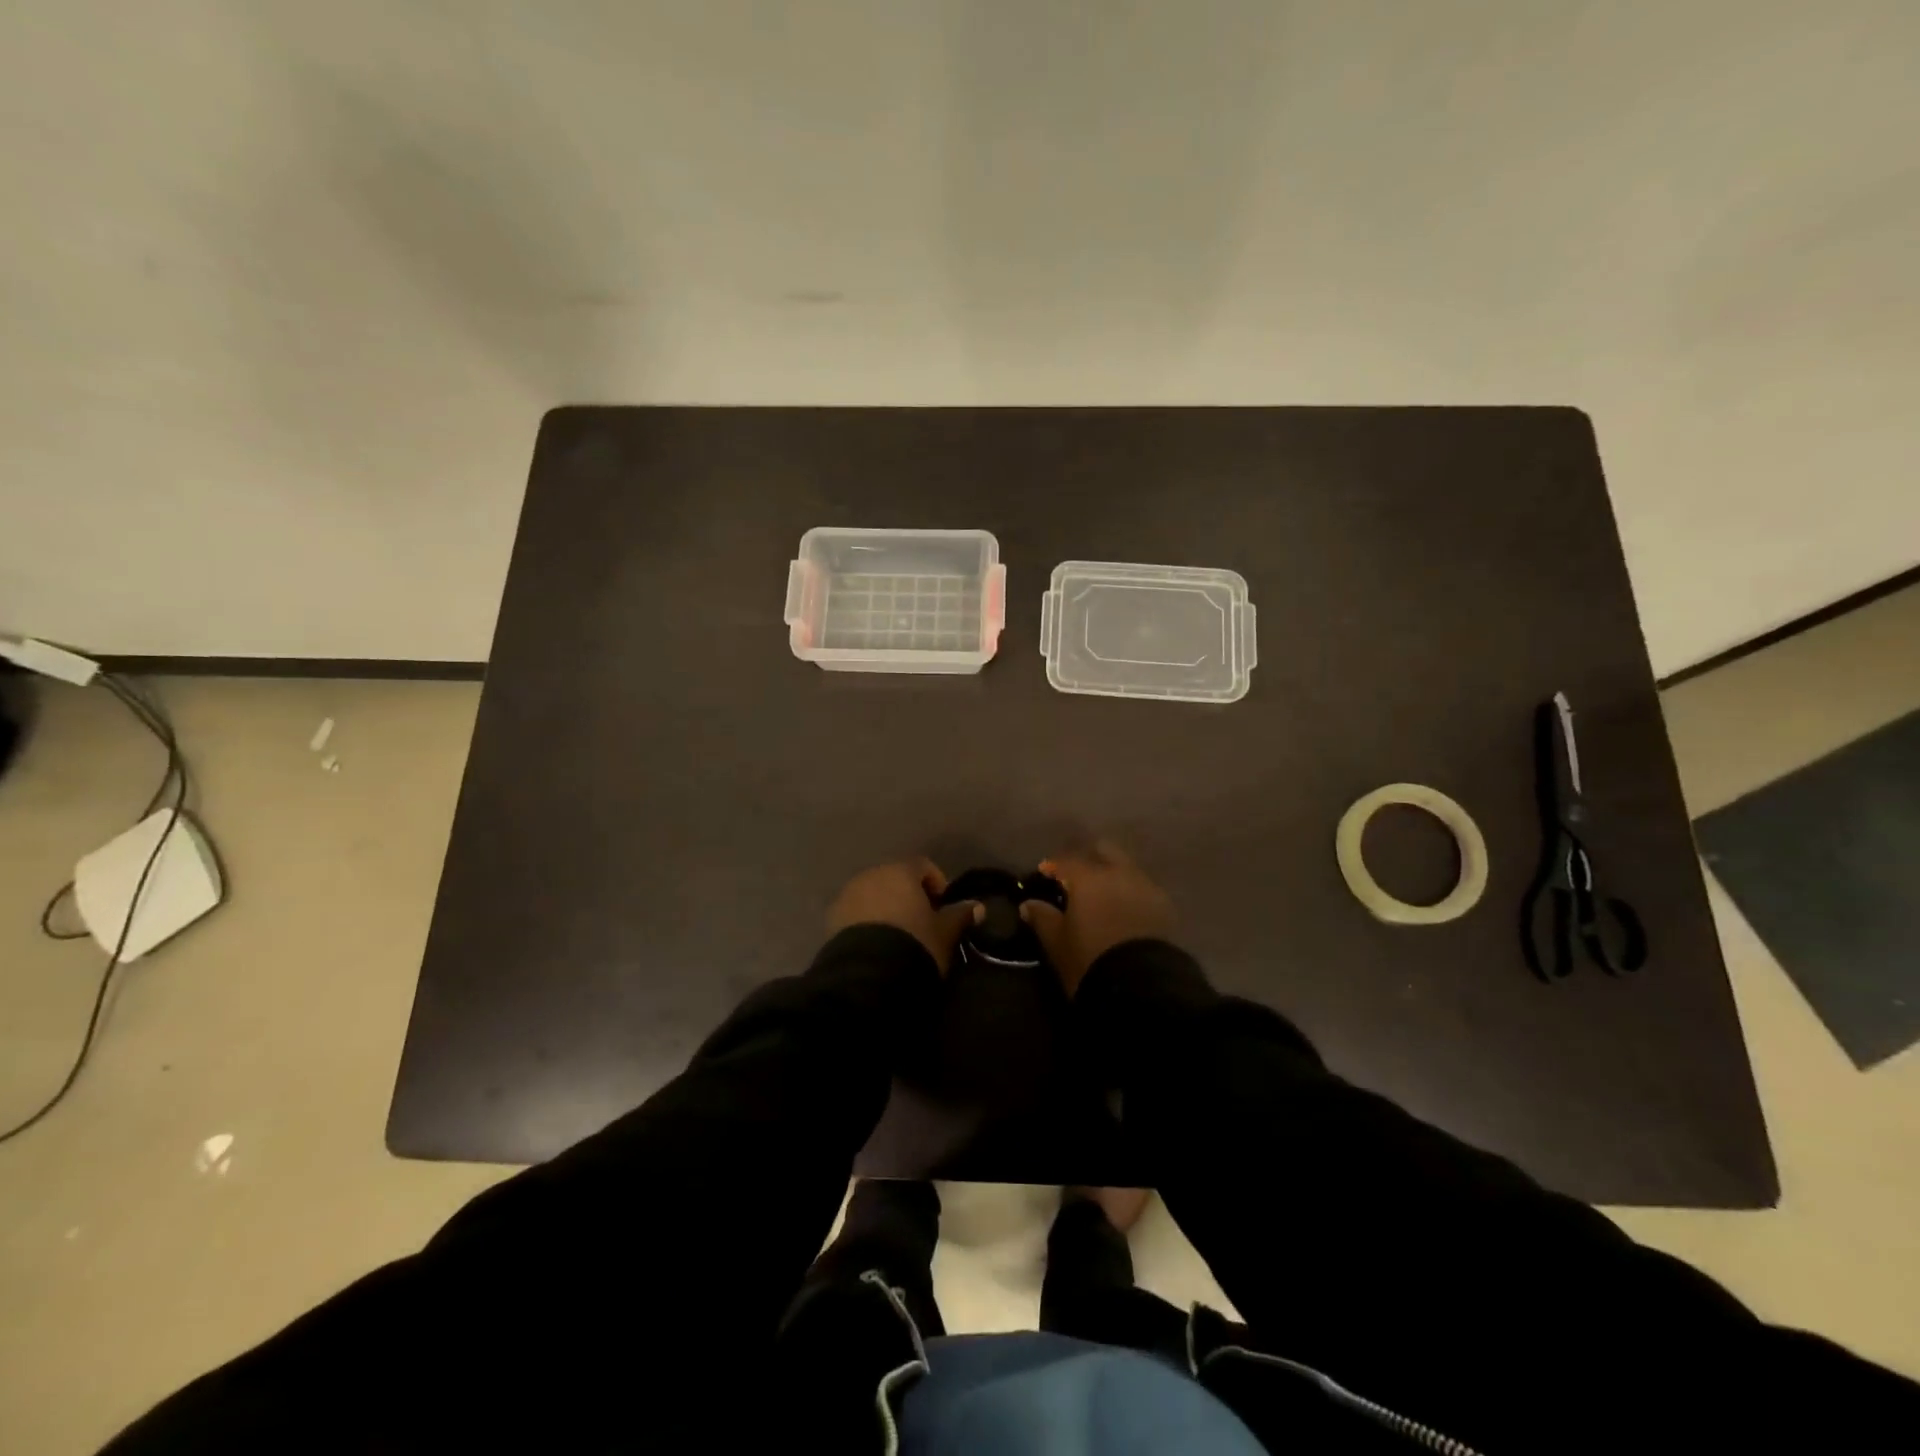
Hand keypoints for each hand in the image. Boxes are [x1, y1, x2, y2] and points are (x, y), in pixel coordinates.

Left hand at [826, 859, 975, 971]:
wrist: (868, 975)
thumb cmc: (914, 943)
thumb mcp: (944, 933)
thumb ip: (960, 916)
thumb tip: (977, 907)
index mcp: (900, 871)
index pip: (923, 865)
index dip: (936, 883)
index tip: (943, 908)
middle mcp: (871, 874)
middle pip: (894, 878)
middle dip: (908, 895)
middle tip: (920, 923)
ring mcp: (847, 895)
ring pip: (872, 894)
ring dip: (885, 907)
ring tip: (896, 936)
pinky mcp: (832, 919)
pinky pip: (855, 913)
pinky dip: (866, 922)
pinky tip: (876, 945)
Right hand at [1021, 842, 1174, 995]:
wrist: (1141, 986)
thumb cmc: (1089, 960)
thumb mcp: (1057, 942)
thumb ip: (1042, 918)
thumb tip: (1029, 904)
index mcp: (1088, 877)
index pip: (1066, 860)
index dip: (1053, 865)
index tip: (1044, 873)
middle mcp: (1118, 872)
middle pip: (1103, 850)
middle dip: (1088, 858)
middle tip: (1076, 878)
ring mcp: (1145, 886)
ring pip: (1126, 867)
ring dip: (1112, 874)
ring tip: (1102, 895)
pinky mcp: (1164, 905)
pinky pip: (1143, 887)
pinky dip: (1130, 891)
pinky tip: (1124, 909)